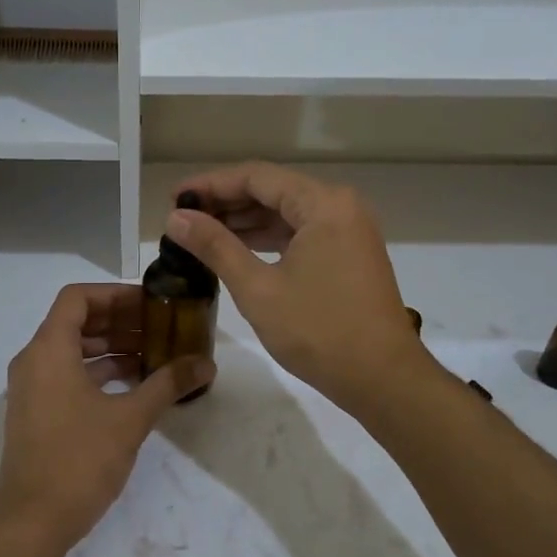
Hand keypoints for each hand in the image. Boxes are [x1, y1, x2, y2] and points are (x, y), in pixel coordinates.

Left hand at [0, 283, 214, 556]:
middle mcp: (34, 361)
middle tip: (161, 327)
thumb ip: (168, 384)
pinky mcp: (37, 413)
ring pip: (73, 350)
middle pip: (76, 322)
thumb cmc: (78, 460)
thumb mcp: (130, 419)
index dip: (115, 294)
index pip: (77, 297)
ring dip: (111, 347)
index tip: (150, 303)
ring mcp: (32, 389)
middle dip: (120, 321)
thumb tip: (206, 364)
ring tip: (154, 353)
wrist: (32, 522)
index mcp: (49, 350)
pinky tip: (133, 384)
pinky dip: (99, 372)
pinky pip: (68, 375)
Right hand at [164, 162, 428, 415]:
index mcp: (323, 204)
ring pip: (287, 213)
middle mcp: (340, 206)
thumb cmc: (319, 331)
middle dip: (226, 202)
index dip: (211, 184)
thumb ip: (215, 247)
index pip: (256, 177)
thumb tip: (175, 218)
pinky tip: (238, 250)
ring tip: (200, 234)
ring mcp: (349, 231)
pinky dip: (269, 239)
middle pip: (273, 190)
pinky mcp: (350, 254)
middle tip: (181, 217)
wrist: (383, 379)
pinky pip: (302, 233)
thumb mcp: (258, 289)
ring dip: (245, 221)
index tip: (173, 197)